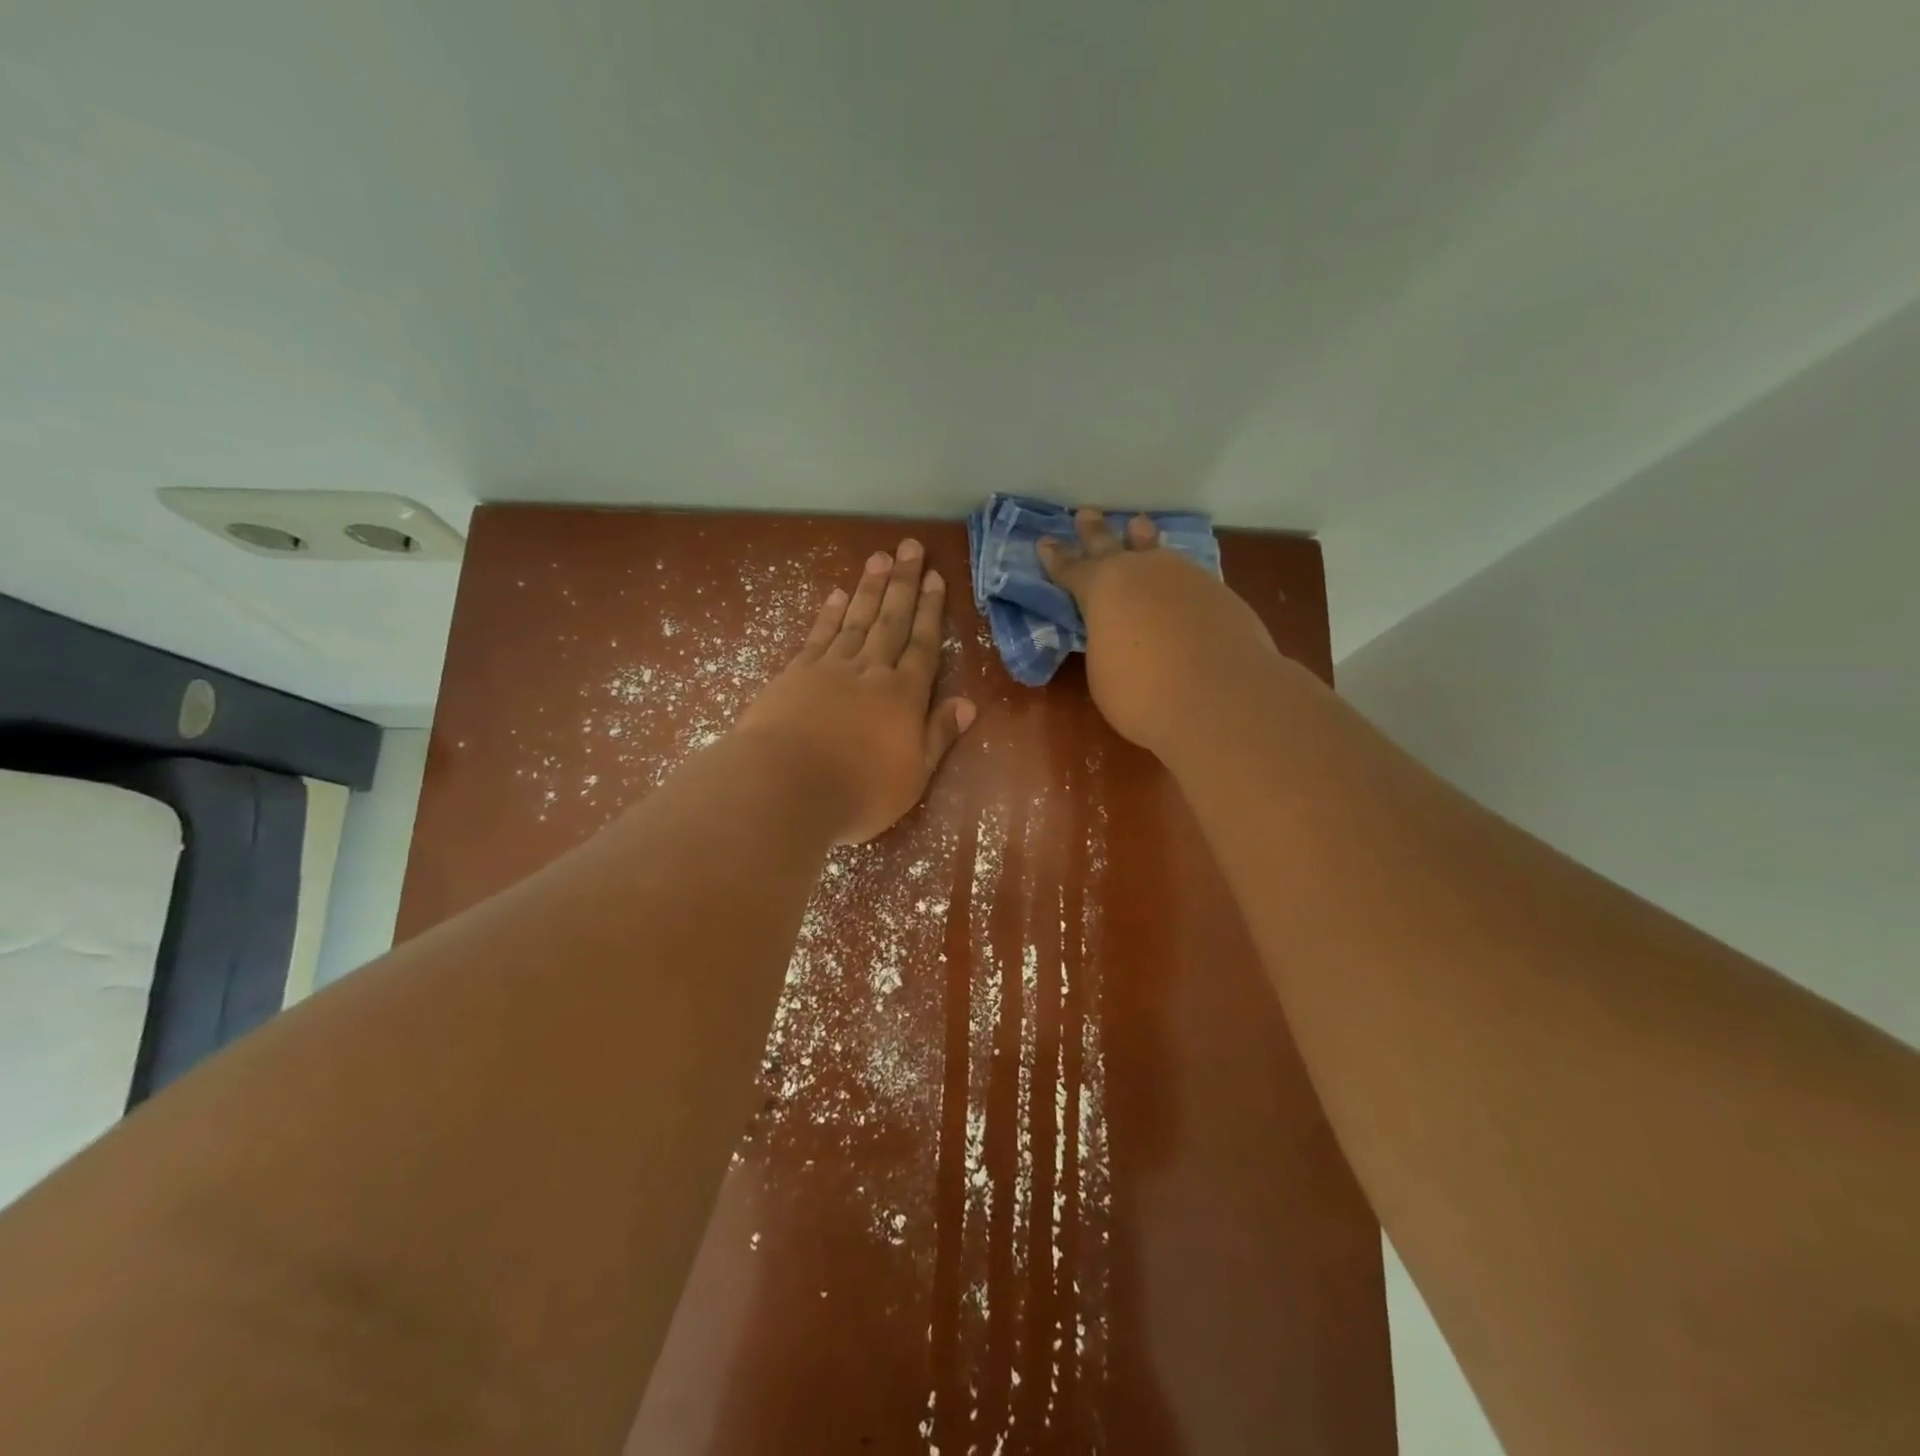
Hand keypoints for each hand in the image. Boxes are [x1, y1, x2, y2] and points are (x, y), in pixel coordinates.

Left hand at [735, 539, 975, 843]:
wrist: (786, 788)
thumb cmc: (858, 792)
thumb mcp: (914, 776)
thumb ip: (939, 736)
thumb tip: (968, 704)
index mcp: (904, 696)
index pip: (923, 645)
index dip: (931, 611)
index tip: (935, 577)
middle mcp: (871, 672)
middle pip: (891, 620)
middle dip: (903, 583)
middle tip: (909, 547)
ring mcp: (830, 668)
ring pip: (856, 619)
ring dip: (869, 588)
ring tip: (879, 557)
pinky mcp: (796, 674)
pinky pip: (819, 636)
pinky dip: (830, 614)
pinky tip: (837, 595)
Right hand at [1039, 507, 1275, 755]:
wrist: (1220, 696)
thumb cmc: (1142, 692)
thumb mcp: (1103, 670)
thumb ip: (1105, 641)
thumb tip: (1117, 632)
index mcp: (1101, 589)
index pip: (1071, 570)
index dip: (1056, 559)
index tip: (1045, 542)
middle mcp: (1141, 571)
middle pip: (1111, 545)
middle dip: (1095, 532)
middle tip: (1087, 514)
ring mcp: (1184, 576)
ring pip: (1156, 550)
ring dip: (1143, 539)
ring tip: (1138, 526)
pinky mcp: (1218, 592)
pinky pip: (1186, 574)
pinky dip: (1175, 575)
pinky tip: (1177, 581)